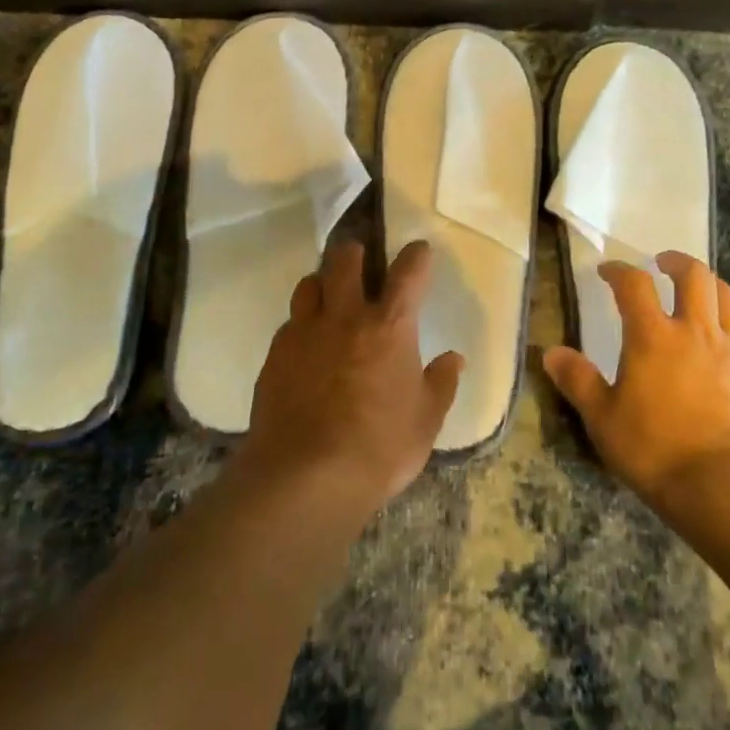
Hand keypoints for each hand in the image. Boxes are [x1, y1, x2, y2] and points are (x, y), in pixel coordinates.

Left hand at [238, 239, 461, 524]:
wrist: (304, 478)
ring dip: (323, 283)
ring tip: (329, 299)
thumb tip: (454, 359)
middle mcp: (345, 316)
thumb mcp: (425, 421)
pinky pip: (289, 323)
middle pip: (345, 259)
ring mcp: (305, 332)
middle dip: (356, 252)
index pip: (408, 272)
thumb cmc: (378, 448)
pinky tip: (306, 347)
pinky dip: (301, 325)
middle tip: (362, 261)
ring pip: (309, 283)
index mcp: (389, 326)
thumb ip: (441, 384)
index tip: (419, 250)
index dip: (416, 255)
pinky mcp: (275, 355)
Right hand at [542, 252, 729, 517]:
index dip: (619, 271)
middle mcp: (697, 331)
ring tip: (702, 292)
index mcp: (653, 336)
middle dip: (677, 263)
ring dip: (714, 288)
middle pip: (694, 276)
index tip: (608, 271)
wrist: (726, 489)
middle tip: (664, 264)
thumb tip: (550, 353)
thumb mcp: (602, 419)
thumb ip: (577, 380)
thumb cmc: (655, 451)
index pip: (634, 284)